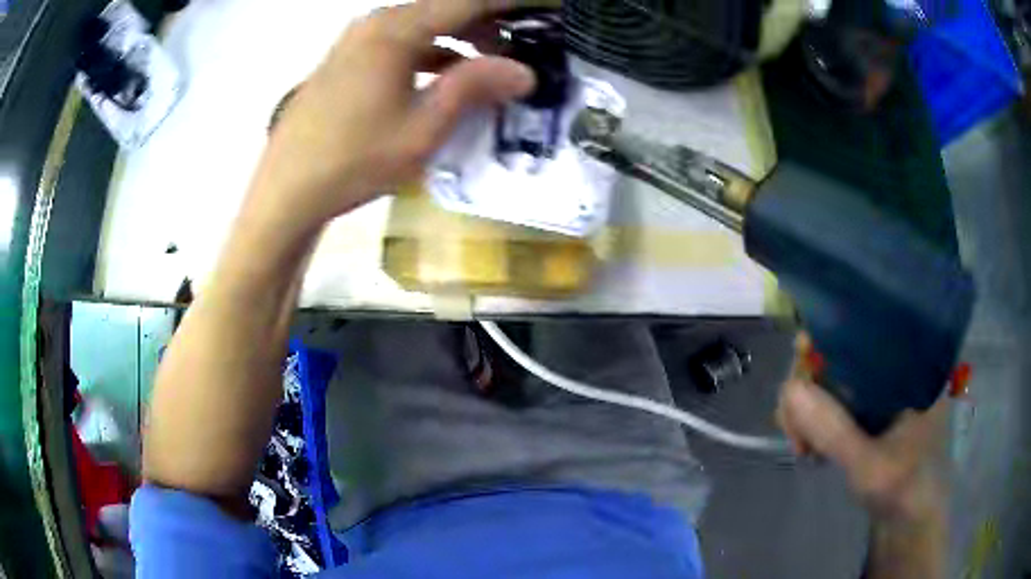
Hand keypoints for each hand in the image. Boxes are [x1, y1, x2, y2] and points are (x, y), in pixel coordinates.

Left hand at [247, 0, 534, 234]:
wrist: (287, 188)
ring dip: (457, 38)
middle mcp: (376, 22)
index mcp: (397, 30)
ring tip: (487, 63)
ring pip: (420, 24)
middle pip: (443, 8)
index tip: (543, 8)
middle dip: (486, 21)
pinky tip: (443, 75)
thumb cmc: (355, 160)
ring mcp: (356, 39)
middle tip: (521, 44)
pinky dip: (428, 51)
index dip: (510, 2)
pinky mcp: (346, 58)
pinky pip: (398, 41)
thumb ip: (474, 87)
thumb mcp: (423, 127)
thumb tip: (524, 71)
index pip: (468, 1)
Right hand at [776, 334, 948, 522]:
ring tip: (801, 446)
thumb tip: (789, 389)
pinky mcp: (869, 411)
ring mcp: (881, 390)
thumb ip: (835, 432)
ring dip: (807, 408)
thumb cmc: (904, 489)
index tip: (799, 378)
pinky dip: (814, 421)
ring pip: (832, 378)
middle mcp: (894, 365)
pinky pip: (833, 401)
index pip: (862, 328)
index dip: (824, 341)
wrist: (911, 519)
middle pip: (840, 352)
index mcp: (910, 362)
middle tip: (794, 431)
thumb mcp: (870, 466)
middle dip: (808, 387)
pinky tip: (809, 447)